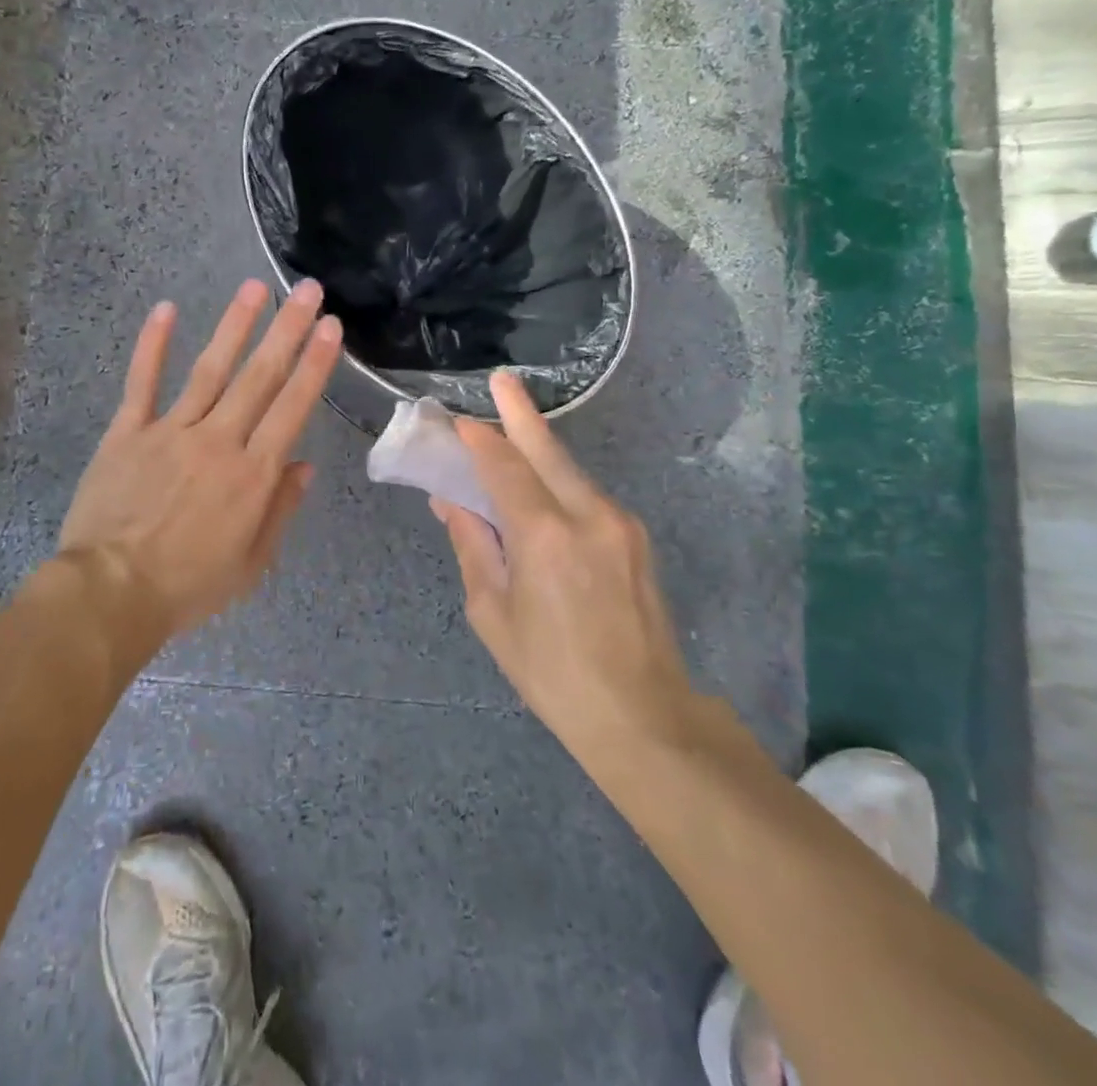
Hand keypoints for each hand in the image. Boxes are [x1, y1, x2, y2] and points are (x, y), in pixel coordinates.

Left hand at [58, 278, 341, 643]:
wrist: (111, 592)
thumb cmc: (187, 586)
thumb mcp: (251, 564)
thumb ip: (279, 510)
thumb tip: (304, 466)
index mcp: (252, 474)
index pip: (291, 408)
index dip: (314, 365)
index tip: (330, 327)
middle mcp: (217, 441)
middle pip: (258, 377)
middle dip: (287, 330)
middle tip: (308, 290)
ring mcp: (170, 431)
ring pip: (209, 370)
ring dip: (234, 325)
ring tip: (254, 287)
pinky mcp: (127, 433)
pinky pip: (142, 383)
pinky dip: (153, 345)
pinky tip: (166, 309)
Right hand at [431, 370, 696, 774]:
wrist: (644, 716)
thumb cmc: (553, 673)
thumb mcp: (494, 614)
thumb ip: (474, 547)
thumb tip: (452, 502)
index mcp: (544, 536)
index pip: (503, 468)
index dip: (479, 440)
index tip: (458, 421)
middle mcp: (588, 515)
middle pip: (547, 450)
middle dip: (521, 413)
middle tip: (502, 380)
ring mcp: (620, 524)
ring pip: (571, 471)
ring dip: (540, 449)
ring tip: (513, 431)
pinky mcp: (636, 538)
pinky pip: (587, 496)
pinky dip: (559, 483)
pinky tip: (543, 489)